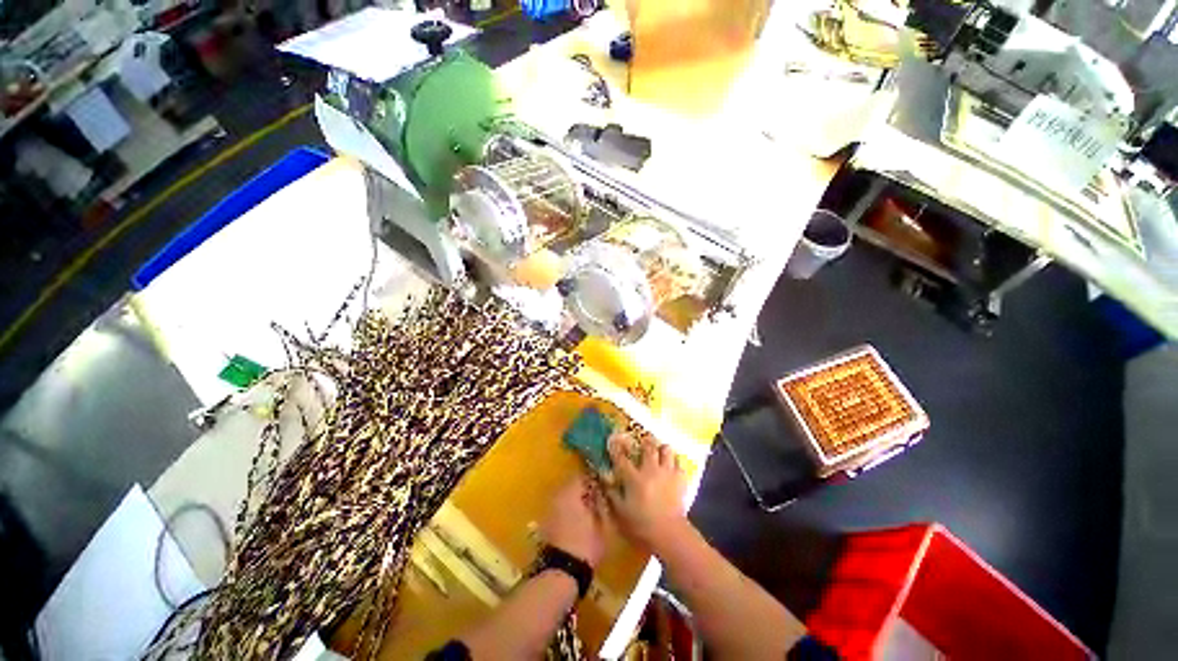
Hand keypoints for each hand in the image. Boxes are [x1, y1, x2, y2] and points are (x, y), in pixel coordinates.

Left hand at [540, 476, 606, 568]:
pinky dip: (568, 510)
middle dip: (584, 489)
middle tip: (600, 495)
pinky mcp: (545, 523)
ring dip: (575, 500)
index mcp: (569, 494)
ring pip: (564, 498)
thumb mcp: (601, 523)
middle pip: (570, 486)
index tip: (606, 483)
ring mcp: (547, 510)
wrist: (563, 568)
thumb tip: (601, 491)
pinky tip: (579, 519)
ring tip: (591, 508)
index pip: (582, 476)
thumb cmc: (586, 544)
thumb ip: (600, 503)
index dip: (594, 478)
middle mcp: (555, 498)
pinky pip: (559, 509)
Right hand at [606, 432, 687, 552]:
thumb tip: (605, 479)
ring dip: (661, 449)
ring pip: (667, 449)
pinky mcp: (681, 478)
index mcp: (633, 478)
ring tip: (659, 454)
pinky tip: (670, 469)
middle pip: (649, 447)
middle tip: (642, 443)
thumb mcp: (620, 510)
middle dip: (644, 442)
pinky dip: (673, 462)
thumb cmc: (640, 522)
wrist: (667, 529)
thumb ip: (612, 493)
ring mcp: (668, 472)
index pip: (622, 458)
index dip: (616, 448)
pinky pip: (678, 462)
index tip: (613, 440)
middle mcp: (651, 470)